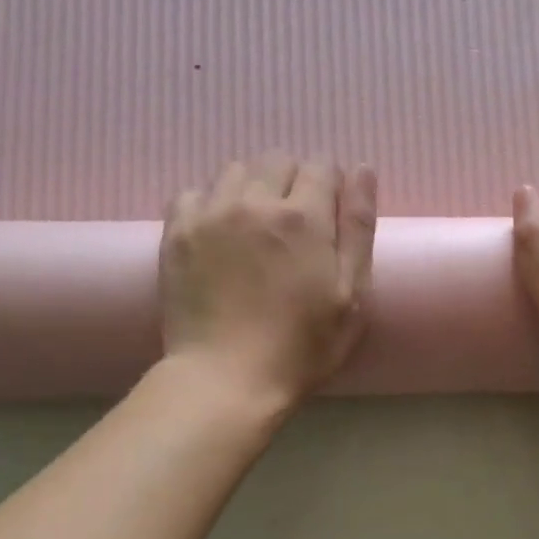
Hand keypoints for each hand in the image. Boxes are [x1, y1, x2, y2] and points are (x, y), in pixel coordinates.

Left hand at [160, 154, 377, 405]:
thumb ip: (358, 228)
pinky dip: (210, 203)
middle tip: (293, 228)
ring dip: (251, 189)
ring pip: (235, 171)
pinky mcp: (176, 233)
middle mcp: (254, 201)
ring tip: (254, 230)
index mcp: (304, 217)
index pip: (321, 165)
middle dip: (292, 182)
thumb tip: (362, 168)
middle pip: (277, 160)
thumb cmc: (302, 346)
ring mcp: (210, 214)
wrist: (226, 379)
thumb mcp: (352, 295)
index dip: (330, 187)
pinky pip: (193, 193)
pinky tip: (218, 235)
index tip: (327, 218)